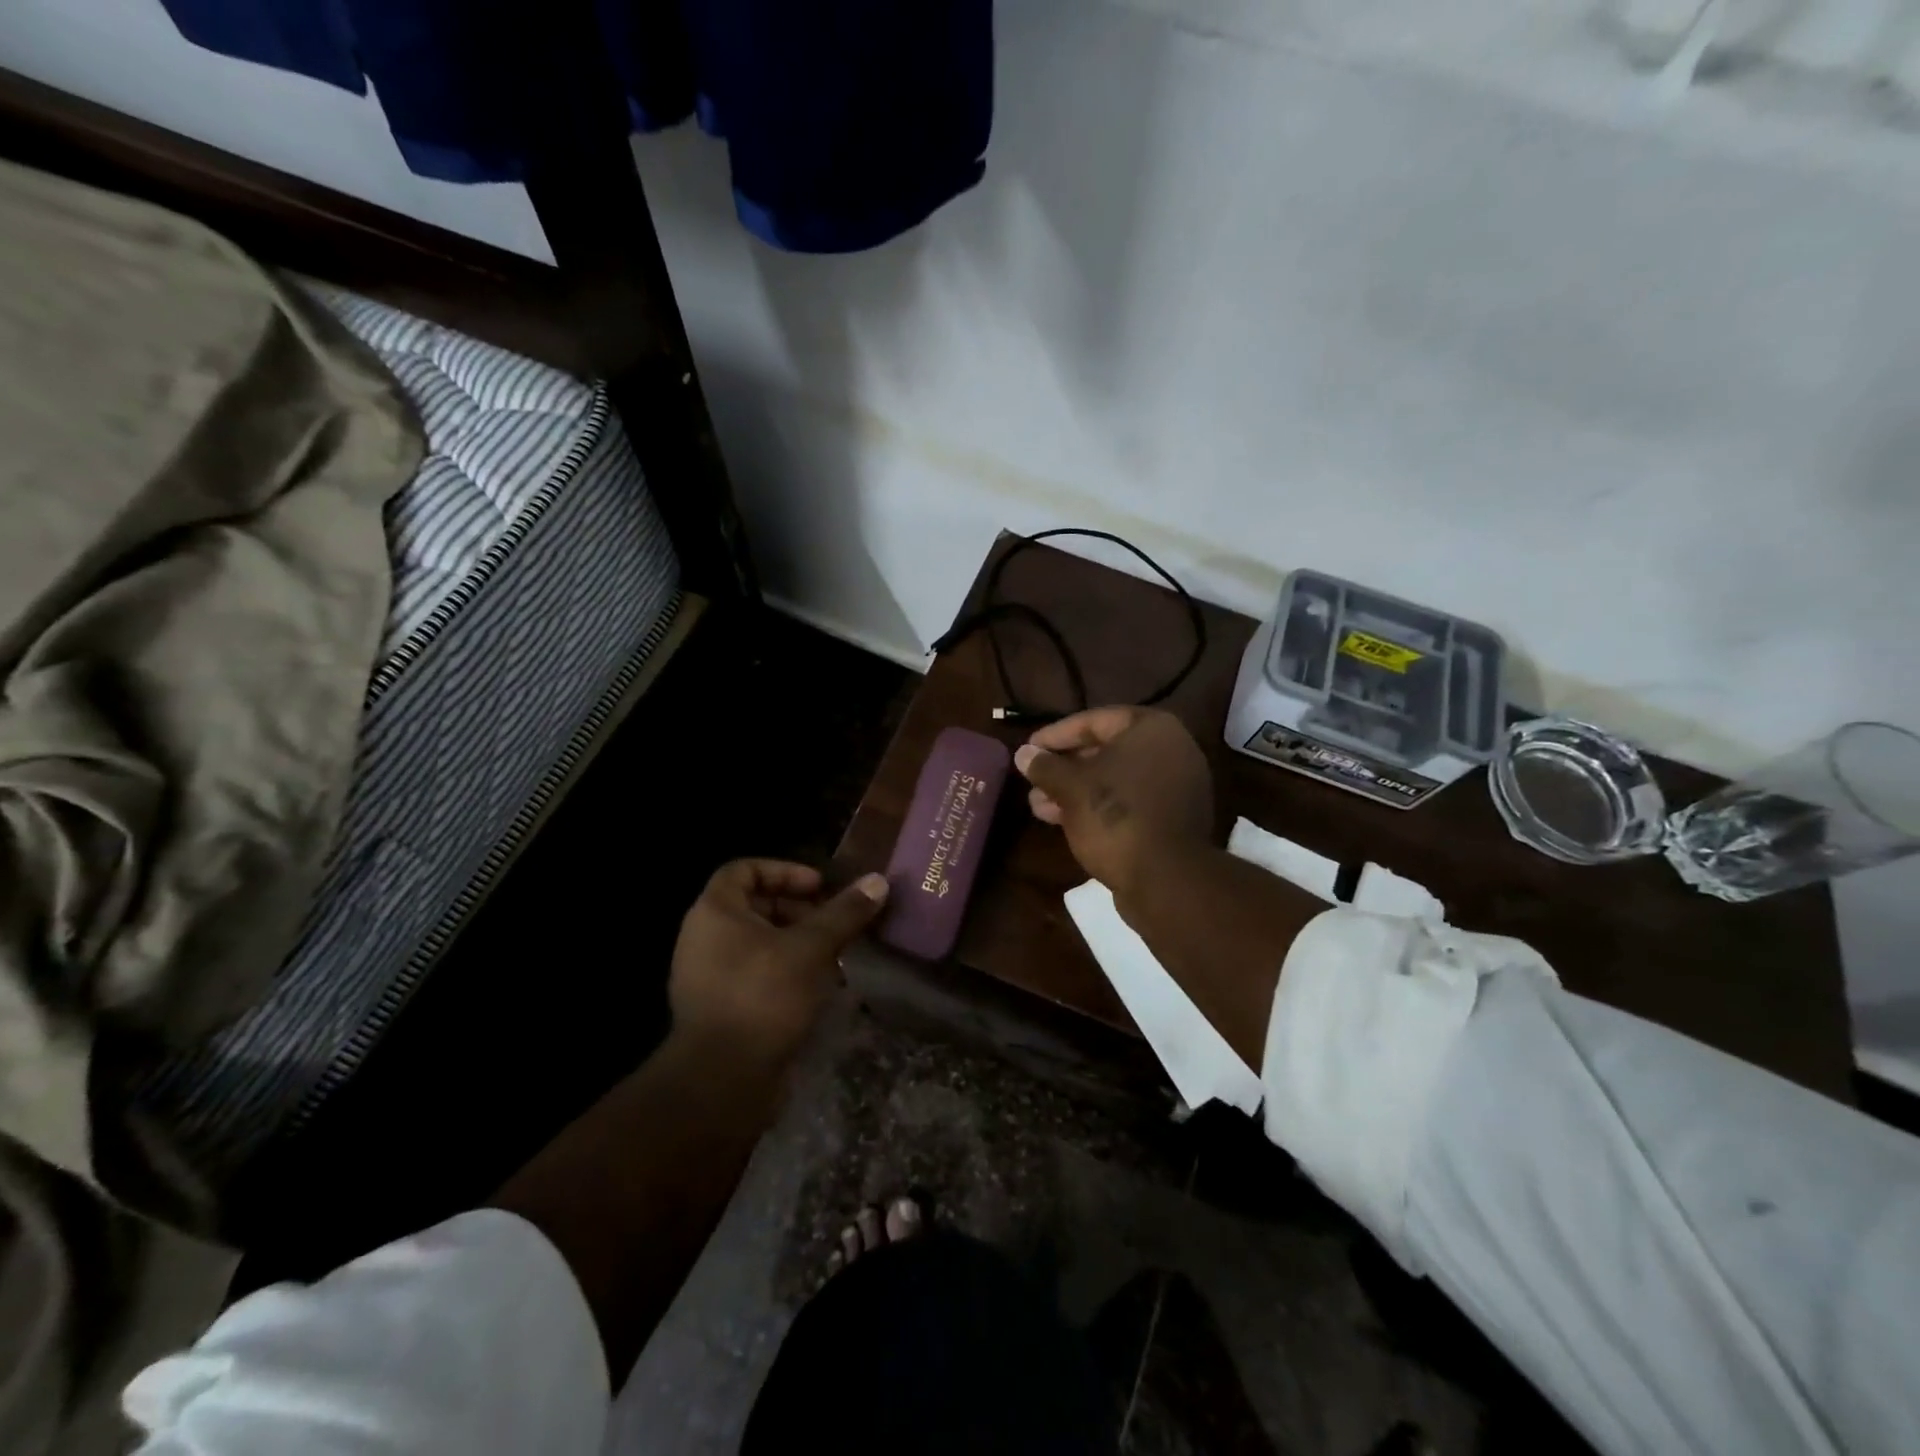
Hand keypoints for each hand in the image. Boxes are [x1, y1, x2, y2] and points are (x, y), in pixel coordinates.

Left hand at [669, 860, 888, 1065]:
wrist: (721, 1081)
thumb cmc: (763, 997)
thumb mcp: (811, 948)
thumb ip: (844, 912)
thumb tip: (879, 880)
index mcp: (714, 912)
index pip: (744, 869)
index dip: (785, 871)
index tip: (820, 887)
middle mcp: (704, 938)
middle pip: (755, 906)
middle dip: (800, 909)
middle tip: (836, 922)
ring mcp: (709, 976)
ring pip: (760, 943)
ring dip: (799, 942)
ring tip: (836, 954)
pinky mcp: (722, 1008)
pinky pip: (757, 974)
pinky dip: (787, 971)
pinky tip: (821, 987)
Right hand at [1013, 707, 1213, 900]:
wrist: (1166, 880)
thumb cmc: (1116, 817)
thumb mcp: (1071, 787)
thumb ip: (1045, 766)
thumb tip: (1023, 753)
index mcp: (1152, 729)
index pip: (1095, 720)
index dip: (1056, 734)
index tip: (1028, 749)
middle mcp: (1171, 750)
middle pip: (1106, 750)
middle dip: (1064, 767)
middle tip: (1032, 780)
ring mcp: (1176, 786)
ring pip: (1115, 780)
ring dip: (1075, 790)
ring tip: (1038, 806)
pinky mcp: (1173, 819)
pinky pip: (1129, 802)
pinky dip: (1098, 806)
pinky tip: (1064, 821)